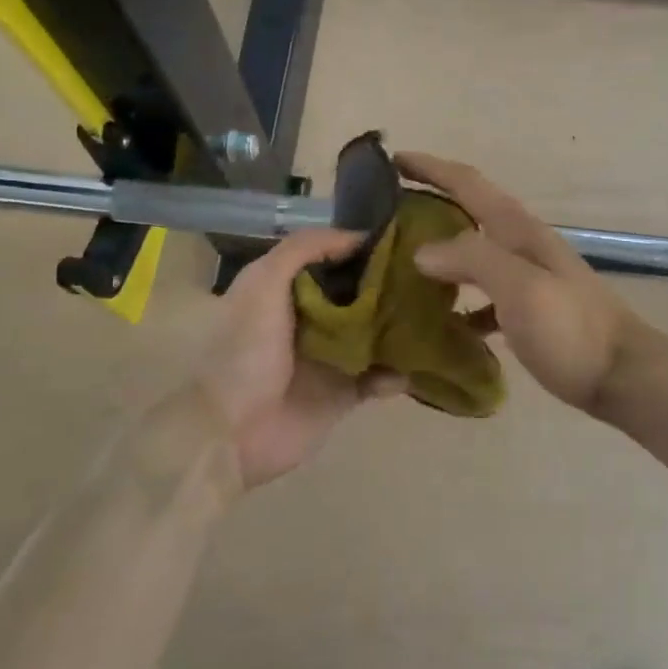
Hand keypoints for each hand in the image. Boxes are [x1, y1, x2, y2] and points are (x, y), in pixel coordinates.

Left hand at [193, 228, 406, 489]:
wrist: (234, 431)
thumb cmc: (246, 351)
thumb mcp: (263, 283)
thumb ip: (303, 248)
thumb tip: (357, 236)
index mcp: (288, 290)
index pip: (333, 260)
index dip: (362, 250)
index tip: (403, 241)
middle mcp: (311, 319)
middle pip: (360, 295)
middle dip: (391, 288)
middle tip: (429, 278)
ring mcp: (330, 358)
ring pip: (375, 335)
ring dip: (400, 329)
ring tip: (433, 317)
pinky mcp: (344, 393)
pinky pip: (379, 379)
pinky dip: (396, 374)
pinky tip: (411, 367)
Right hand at [398, 152, 638, 413]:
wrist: (623, 375)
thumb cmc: (572, 329)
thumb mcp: (521, 288)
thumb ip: (473, 260)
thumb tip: (421, 251)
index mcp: (518, 230)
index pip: (468, 184)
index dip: (431, 168)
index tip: (392, 160)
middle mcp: (522, 245)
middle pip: (469, 213)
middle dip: (430, 205)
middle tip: (386, 216)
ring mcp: (529, 277)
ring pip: (475, 254)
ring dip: (442, 253)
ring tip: (402, 266)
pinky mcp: (531, 310)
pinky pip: (486, 295)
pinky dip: (462, 300)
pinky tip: (444, 321)